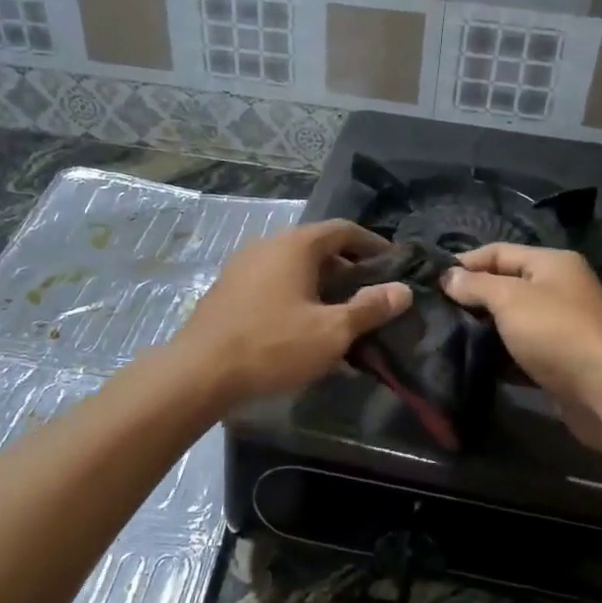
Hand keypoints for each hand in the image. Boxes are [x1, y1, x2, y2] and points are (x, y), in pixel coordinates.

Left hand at [174, 220, 411, 403]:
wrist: (199, 373)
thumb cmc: (273, 345)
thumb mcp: (331, 332)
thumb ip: (369, 308)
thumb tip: (402, 290)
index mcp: (295, 245)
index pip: (343, 229)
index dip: (372, 244)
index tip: (393, 263)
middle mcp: (268, 245)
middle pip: (318, 247)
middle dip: (348, 269)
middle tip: (370, 295)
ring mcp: (243, 267)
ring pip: (294, 268)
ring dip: (321, 286)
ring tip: (340, 315)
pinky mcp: (229, 291)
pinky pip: (273, 284)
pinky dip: (296, 296)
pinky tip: (303, 329)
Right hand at [443, 244, 601, 449]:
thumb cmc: (558, 335)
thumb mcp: (510, 300)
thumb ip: (477, 285)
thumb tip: (448, 276)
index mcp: (551, 263)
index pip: (498, 251)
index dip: (464, 263)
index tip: (431, 283)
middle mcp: (559, 288)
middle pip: (505, 284)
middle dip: (472, 297)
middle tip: (435, 311)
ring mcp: (562, 325)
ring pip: (512, 319)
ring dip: (484, 328)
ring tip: (447, 336)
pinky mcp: (560, 359)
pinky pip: (522, 349)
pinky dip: (500, 354)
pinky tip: (474, 362)